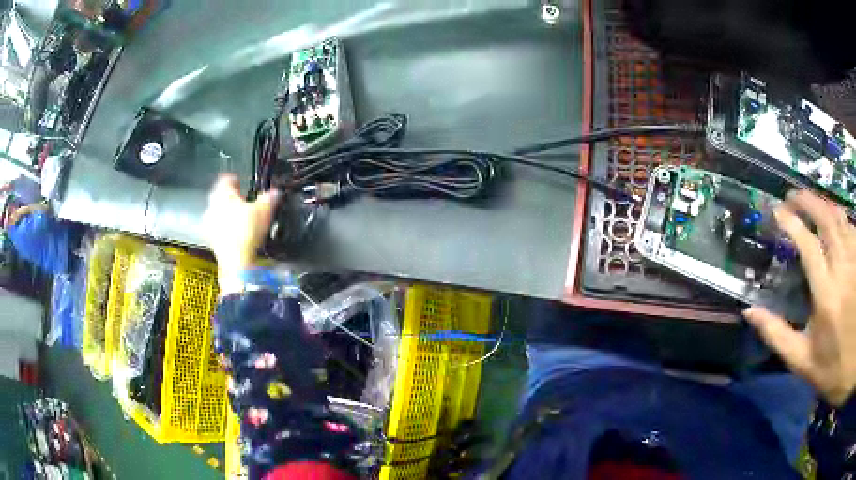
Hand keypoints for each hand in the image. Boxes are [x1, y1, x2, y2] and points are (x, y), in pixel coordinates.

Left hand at [203, 174, 278, 289]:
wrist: (236, 261)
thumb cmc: (246, 232)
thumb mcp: (264, 210)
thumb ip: (269, 198)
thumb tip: (275, 193)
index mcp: (223, 193)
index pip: (226, 179)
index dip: (234, 179)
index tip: (239, 181)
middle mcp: (212, 206)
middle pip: (219, 196)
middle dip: (229, 198)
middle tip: (240, 200)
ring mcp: (210, 224)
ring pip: (217, 213)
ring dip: (226, 214)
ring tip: (239, 219)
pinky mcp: (211, 241)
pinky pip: (218, 230)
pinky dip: (226, 230)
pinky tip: (236, 235)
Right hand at [744, 190, 855, 405]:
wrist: (849, 365)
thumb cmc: (831, 369)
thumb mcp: (803, 363)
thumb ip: (777, 336)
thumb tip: (750, 312)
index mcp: (826, 296)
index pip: (808, 245)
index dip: (792, 223)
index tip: (778, 212)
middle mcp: (842, 269)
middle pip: (826, 219)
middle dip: (807, 201)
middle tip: (792, 196)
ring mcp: (854, 261)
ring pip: (840, 217)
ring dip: (824, 205)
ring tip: (811, 204)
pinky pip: (850, 226)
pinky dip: (839, 217)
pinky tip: (834, 220)